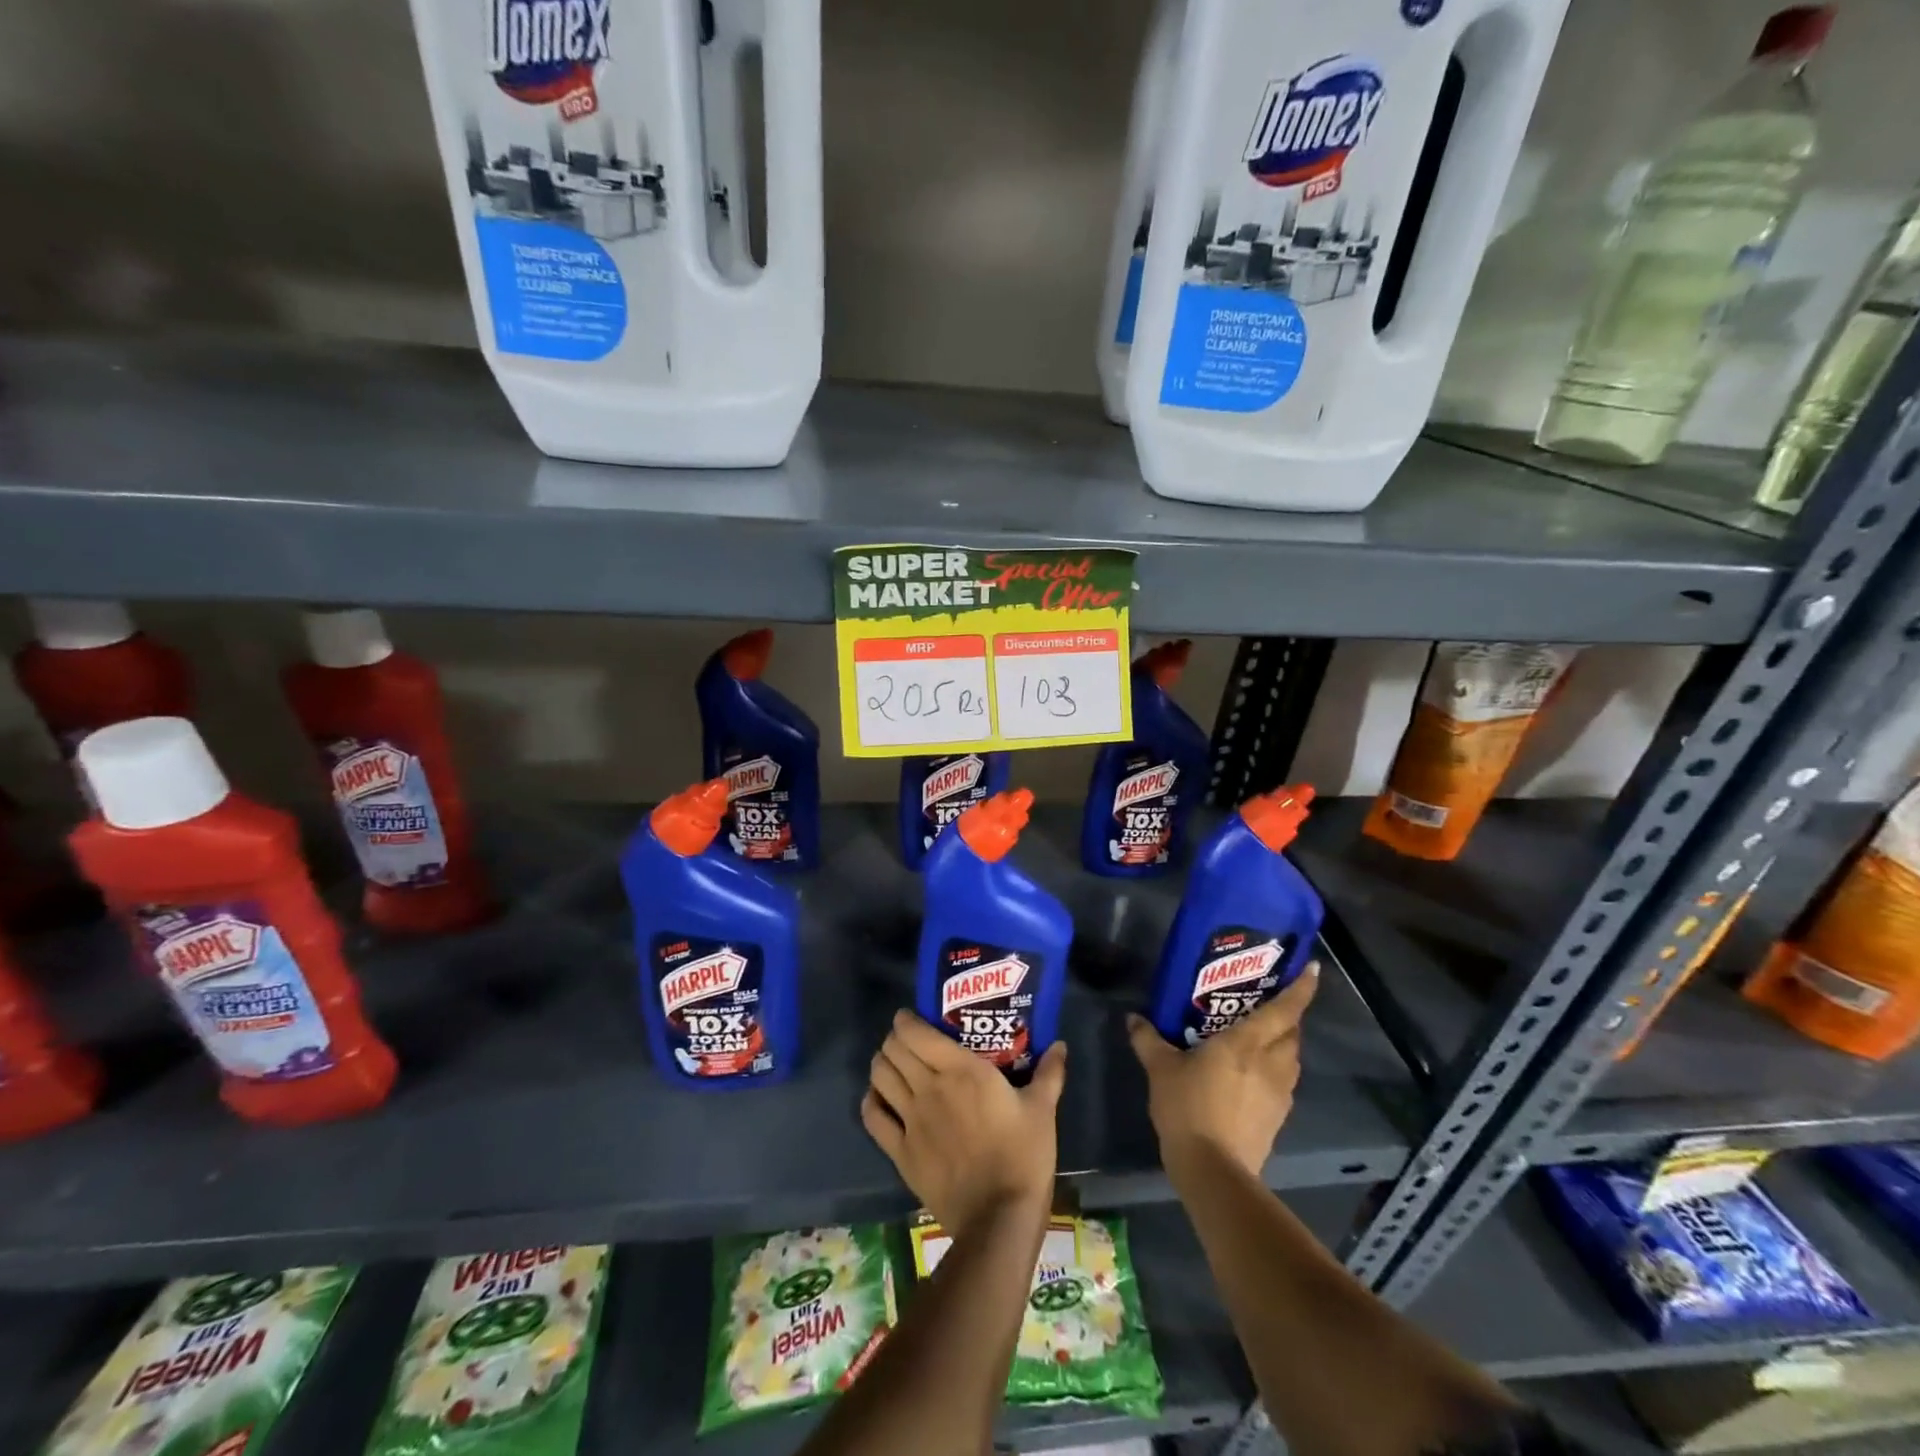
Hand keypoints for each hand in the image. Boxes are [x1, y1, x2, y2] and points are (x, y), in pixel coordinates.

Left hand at [861, 1010, 1066, 1239]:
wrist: (999, 1217)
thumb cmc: (1023, 1156)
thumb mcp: (1042, 1110)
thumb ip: (1049, 1073)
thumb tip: (1060, 1045)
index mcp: (961, 1070)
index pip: (915, 1032)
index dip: (906, 1020)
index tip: (911, 1018)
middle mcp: (929, 1087)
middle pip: (893, 1050)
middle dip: (894, 1040)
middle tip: (907, 1042)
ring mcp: (911, 1120)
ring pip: (879, 1077)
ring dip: (882, 1065)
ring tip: (894, 1065)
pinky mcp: (900, 1152)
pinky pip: (873, 1118)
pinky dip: (872, 1101)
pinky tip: (881, 1099)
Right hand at [1127, 965, 1318, 1179]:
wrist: (1212, 1169)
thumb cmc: (1188, 1107)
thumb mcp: (1160, 1069)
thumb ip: (1149, 1040)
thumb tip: (1133, 1018)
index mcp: (1247, 1043)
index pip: (1283, 1010)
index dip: (1301, 989)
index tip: (1312, 969)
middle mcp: (1271, 1063)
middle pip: (1292, 1033)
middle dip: (1288, 1017)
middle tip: (1270, 1005)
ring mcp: (1279, 1094)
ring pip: (1291, 1059)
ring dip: (1283, 1045)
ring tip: (1261, 1040)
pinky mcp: (1277, 1119)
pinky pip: (1283, 1084)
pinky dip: (1275, 1073)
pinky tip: (1253, 1078)